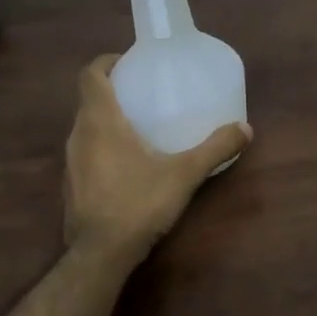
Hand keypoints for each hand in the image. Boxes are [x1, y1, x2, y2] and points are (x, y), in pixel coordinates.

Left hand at [63, 54, 252, 262]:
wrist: (100, 254)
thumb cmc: (139, 202)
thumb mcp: (184, 174)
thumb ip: (215, 149)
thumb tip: (246, 129)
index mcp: (100, 121)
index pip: (90, 75)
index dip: (106, 62)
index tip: (128, 61)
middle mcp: (78, 135)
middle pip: (88, 100)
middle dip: (112, 90)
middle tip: (142, 93)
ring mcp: (70, 162)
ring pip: (85, 127)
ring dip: (105, 120)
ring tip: (138, 126)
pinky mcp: (71, 186)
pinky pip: (85, 152)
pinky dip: (101, 146)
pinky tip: (127, 164)